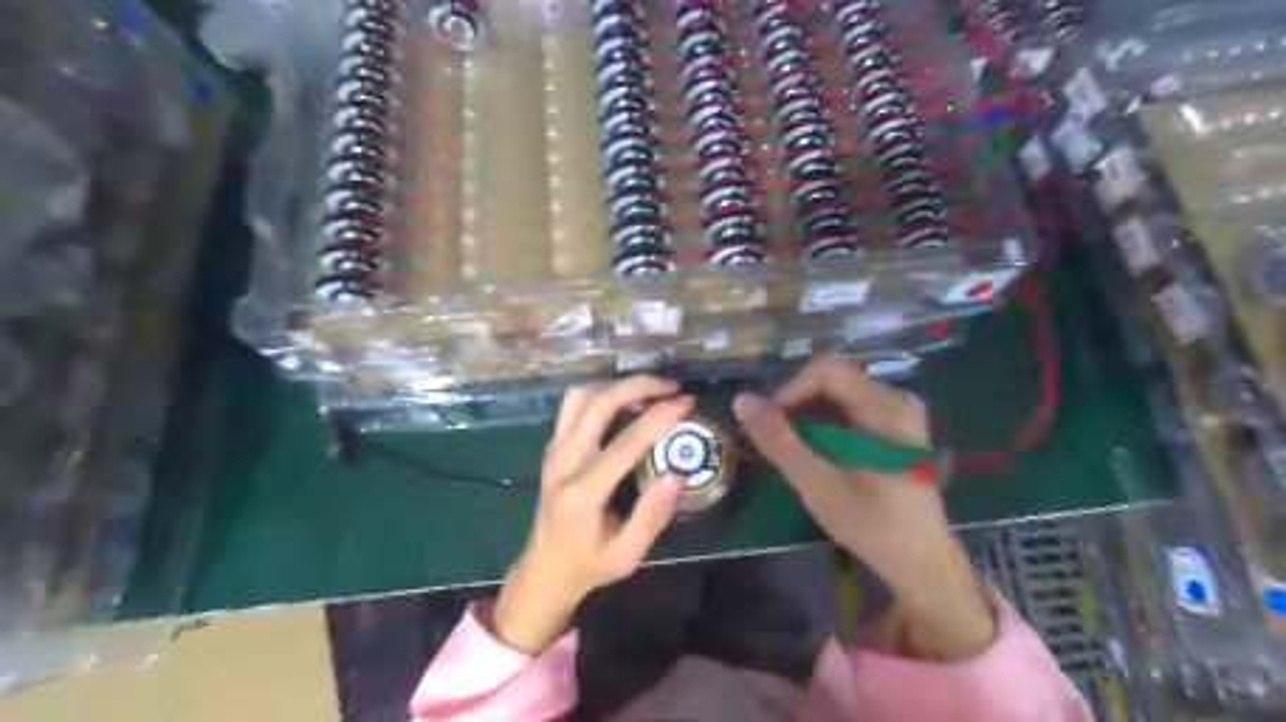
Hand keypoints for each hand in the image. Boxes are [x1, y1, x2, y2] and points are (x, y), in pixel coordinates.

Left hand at [494, 379, 694, 653]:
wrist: (544, 569)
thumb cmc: (590, 564)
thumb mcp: (627, 555)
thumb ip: (652, 516)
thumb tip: (677, 473)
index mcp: (583, 493)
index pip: (626, 442)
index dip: (660, 417)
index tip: (687, 403)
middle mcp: (563, 462)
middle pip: (598, 403)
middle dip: (638, 385)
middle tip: (672, 387)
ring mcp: (554, 450)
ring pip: (581, 396)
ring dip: (617, 385)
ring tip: (650, 392)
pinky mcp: (553, 446)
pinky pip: (573, 405)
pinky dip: (601, 393)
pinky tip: (625, 402)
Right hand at [733, 355, 993, 659]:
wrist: (922, 563)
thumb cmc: (873, 526)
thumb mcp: (819, 486)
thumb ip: (780, 442)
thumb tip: (742, 400)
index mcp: (886, 408)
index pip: (825, 371)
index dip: (788, 390)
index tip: (766, 423)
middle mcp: (897, 400)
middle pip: (831, 379)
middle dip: (795, 403)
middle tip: (775, 438)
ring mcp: (899, 412)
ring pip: (837, 393)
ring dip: (807, 414)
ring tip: (791, 447)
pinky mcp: (895, 428)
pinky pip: (849, 407)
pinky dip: (823, 423)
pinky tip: (815, 451)